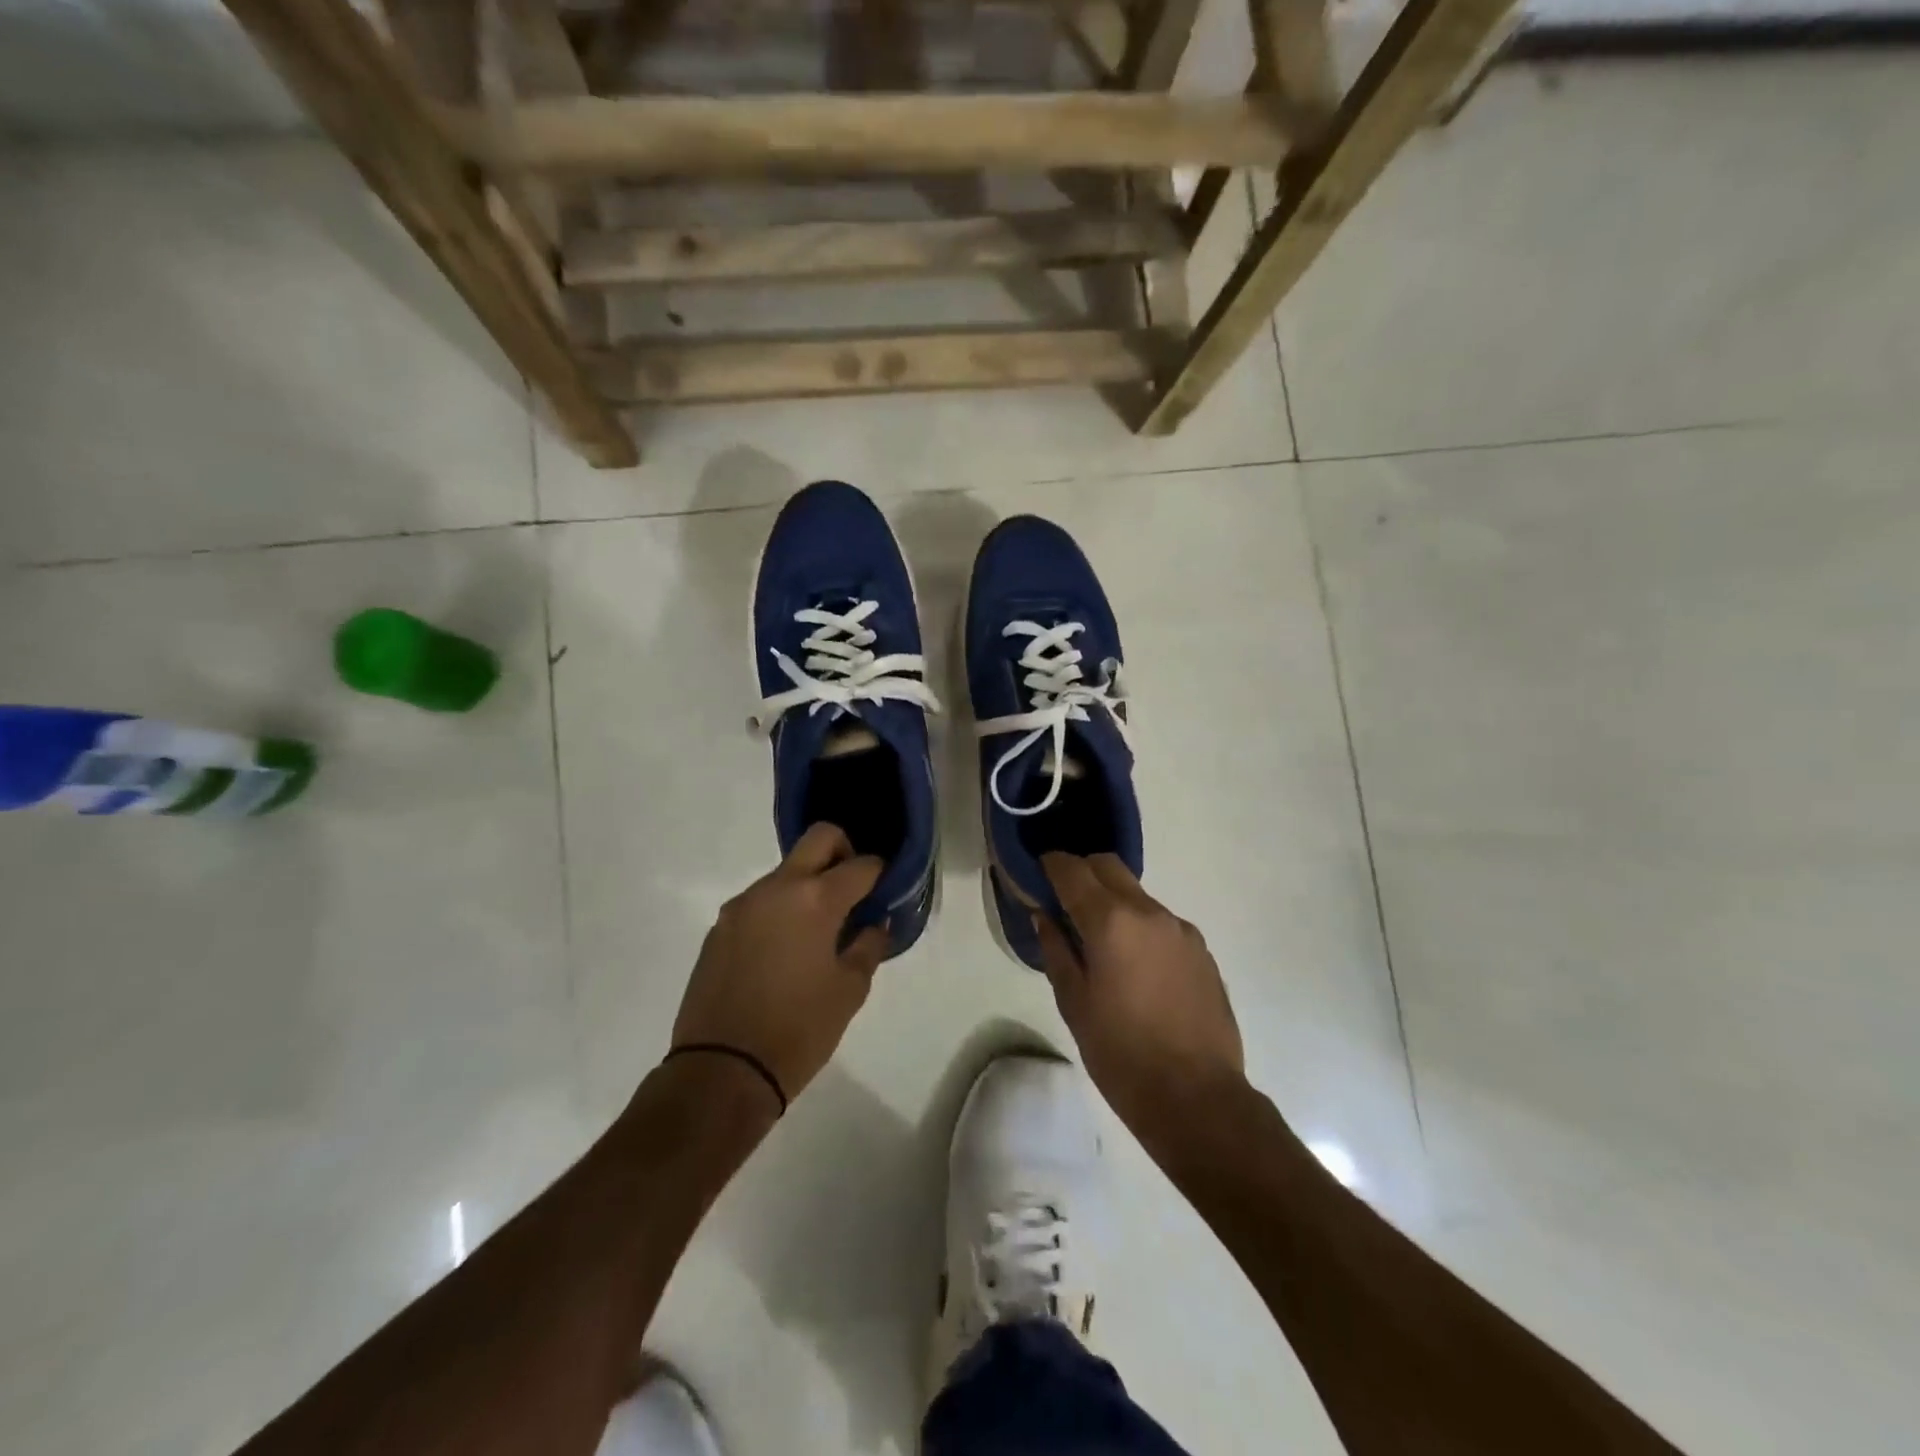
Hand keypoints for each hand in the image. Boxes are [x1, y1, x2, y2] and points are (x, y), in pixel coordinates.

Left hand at [672, 823, 889, 1105]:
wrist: (721, 1070)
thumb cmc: (798, 1030)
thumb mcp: (849, 991)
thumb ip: (868, 946)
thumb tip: (875, 922)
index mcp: (815, 899)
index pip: (860, 864)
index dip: (879, 873)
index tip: (885, 890)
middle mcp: (776, 888)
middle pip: (819, 839)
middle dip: (844, 852)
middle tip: (853, 891)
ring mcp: (742, 905)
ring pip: (786, 871)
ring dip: (808, 885)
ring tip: (817, 932)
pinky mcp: (720, 927)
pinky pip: (760, 902)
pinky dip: (780, 910)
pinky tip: (784, 951)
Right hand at [1034, 853, 1244, 1142]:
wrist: (1198, 1098)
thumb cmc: (1121, 1054)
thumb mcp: (1074, 1004)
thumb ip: (1056, 950)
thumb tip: (1044, 916)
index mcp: (1111, 922)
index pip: (1073, 870)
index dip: (1051, 865)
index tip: (1038, 872)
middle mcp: (1149, 912)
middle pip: (1109, 867)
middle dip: (1082, 872)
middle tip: (1064, 900)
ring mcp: (1180, 929)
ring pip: (1137, 894)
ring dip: (1113, 901)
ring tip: (1100, 942)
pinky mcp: (1201, 950)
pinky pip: (1161, 922)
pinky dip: (1140, 926)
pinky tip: (1135, 967)